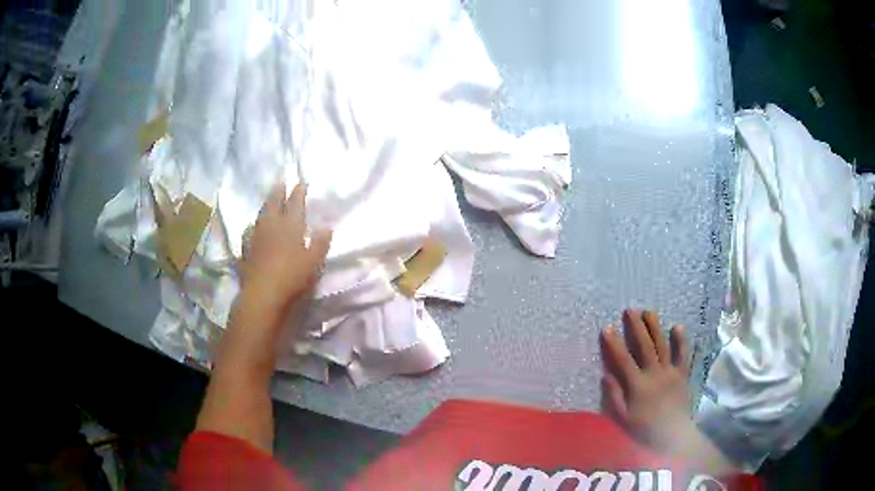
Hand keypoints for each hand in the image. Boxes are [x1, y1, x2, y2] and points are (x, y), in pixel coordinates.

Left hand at [241, 181, 331, 316]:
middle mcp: (272, 226)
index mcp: (290, 226)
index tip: (301, 183)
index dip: (298, 193)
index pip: (295, 204)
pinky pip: (249, 232)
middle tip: (281, 183)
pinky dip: (252, 226)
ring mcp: (256, 236)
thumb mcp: (313, 261)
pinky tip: (252, 227)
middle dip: (278, 192)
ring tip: (268, 201)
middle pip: (274, 204)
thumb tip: (327, 227)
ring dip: (266, 206)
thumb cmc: (292, 276)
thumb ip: (320, 243)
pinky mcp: (246, 249)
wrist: (263, 293)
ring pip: (261, 215)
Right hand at [601, 309, 738, 474]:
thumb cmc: (644, 428)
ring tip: (648, 311)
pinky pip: (682, 354)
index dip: (614, 343)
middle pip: (644, 346)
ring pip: (662, 345)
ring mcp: (670, 372)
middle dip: (636, 327)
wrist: (673, 434)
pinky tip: (677, 326)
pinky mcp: (682, 374)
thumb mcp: (623, 418)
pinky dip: (681, 340)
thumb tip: (606, 375)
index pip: (623, 360)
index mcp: (638, 385)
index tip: (607, 327)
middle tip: (630, 310)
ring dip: (655, 327)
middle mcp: (654, 374)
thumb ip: (614, 397)